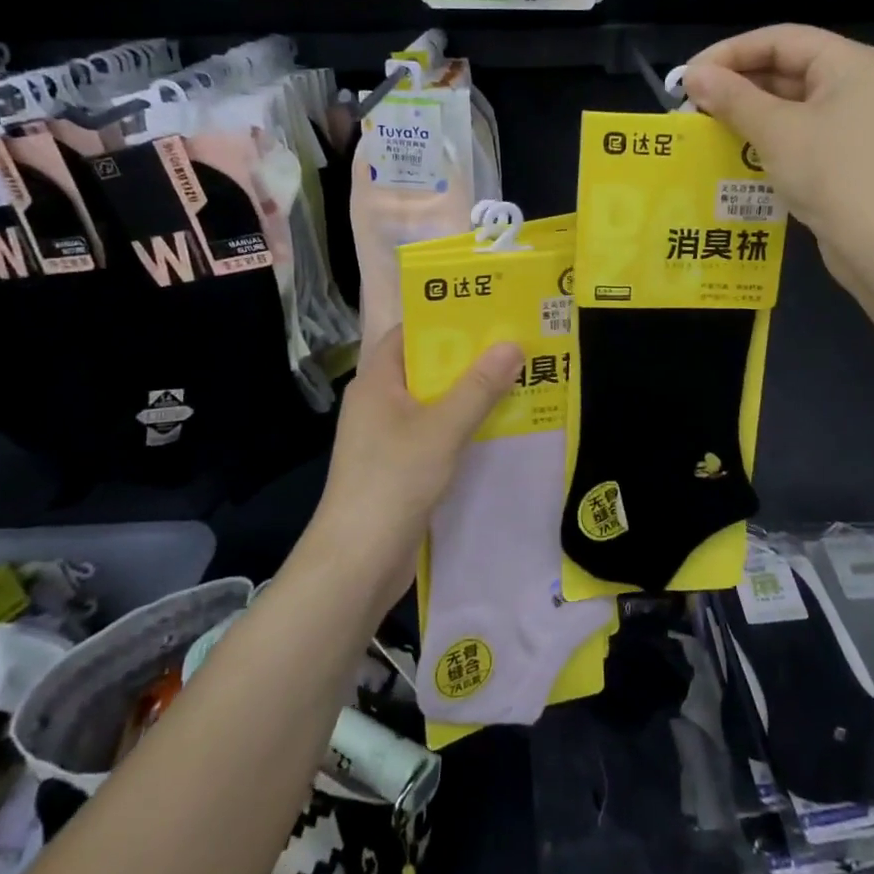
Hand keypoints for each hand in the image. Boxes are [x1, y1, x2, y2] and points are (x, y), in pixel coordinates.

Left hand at [310, 327, 522, 594]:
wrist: (357, 561)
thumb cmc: (393, 481)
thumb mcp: (442, 428)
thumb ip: (479, 387)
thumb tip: (512, 345)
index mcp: (376, 380)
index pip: (409, 332)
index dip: (445, 319)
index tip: (488, 312)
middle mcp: (378, 402)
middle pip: (425, 366)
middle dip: (468, 357)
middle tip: (514, 343)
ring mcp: (386, 436)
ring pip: (433, 401)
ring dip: (469, 393)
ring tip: (516, 378)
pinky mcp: (398, 466)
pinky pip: (434, 431)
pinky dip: (462, 425)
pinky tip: (496, 426)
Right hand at [682, 25, 873, 284]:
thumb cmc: (832, 174)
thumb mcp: (776, 131)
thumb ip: (732, 98)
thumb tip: (693, 76)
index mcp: (849, 63)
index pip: (780, 39)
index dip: (730, 53)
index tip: (690, 75)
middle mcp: (854, 84)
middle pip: (785, 68)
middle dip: (736, 85)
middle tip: (692, 105)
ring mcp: (852, 122)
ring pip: (788, 103)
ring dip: (746, 113)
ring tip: (705, 127)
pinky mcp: (843, 155)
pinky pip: (797, 133)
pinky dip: (765, 137)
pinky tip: (732, 152)